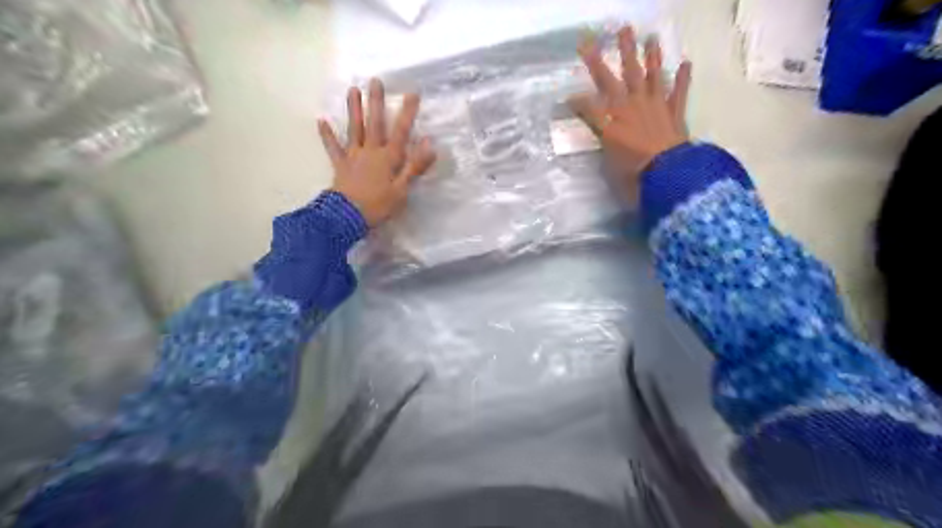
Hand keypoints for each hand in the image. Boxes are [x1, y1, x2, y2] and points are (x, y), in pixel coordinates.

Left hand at [317, 77, 432, 226]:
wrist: (347, 217)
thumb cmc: (378, 206)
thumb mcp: (402, 190)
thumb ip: (415, 167)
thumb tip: (430, 144)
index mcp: (388, 159)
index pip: (401, 132)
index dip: (407, 113)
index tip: (412, 93)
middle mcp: (370, 152)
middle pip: (375, 124)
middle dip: (376, 102)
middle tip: (375, 80)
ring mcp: (353, 156)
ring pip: (354, 129)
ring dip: (354, 110)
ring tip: (352, 90)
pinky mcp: (340, 165)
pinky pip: (333, 148)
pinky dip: (327, 135)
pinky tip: (321, 120)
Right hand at [566, 26, 690, 201]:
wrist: (667, 172)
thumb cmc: (633, 171)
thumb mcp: (608, 160)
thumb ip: (602, 140)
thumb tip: (598, 129)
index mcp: (613, 120)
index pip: (590, 105)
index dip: (577, 101)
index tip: (567, 98)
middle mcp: (633, 106)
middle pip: (622, 75)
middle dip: (617, 54)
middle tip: (617, 32)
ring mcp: (656, 106)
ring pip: (652, 75)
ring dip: (651, 56)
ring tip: (650, 37)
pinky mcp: (675, 112)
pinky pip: (680, 92)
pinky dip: (683, 78)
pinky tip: (686, 63)